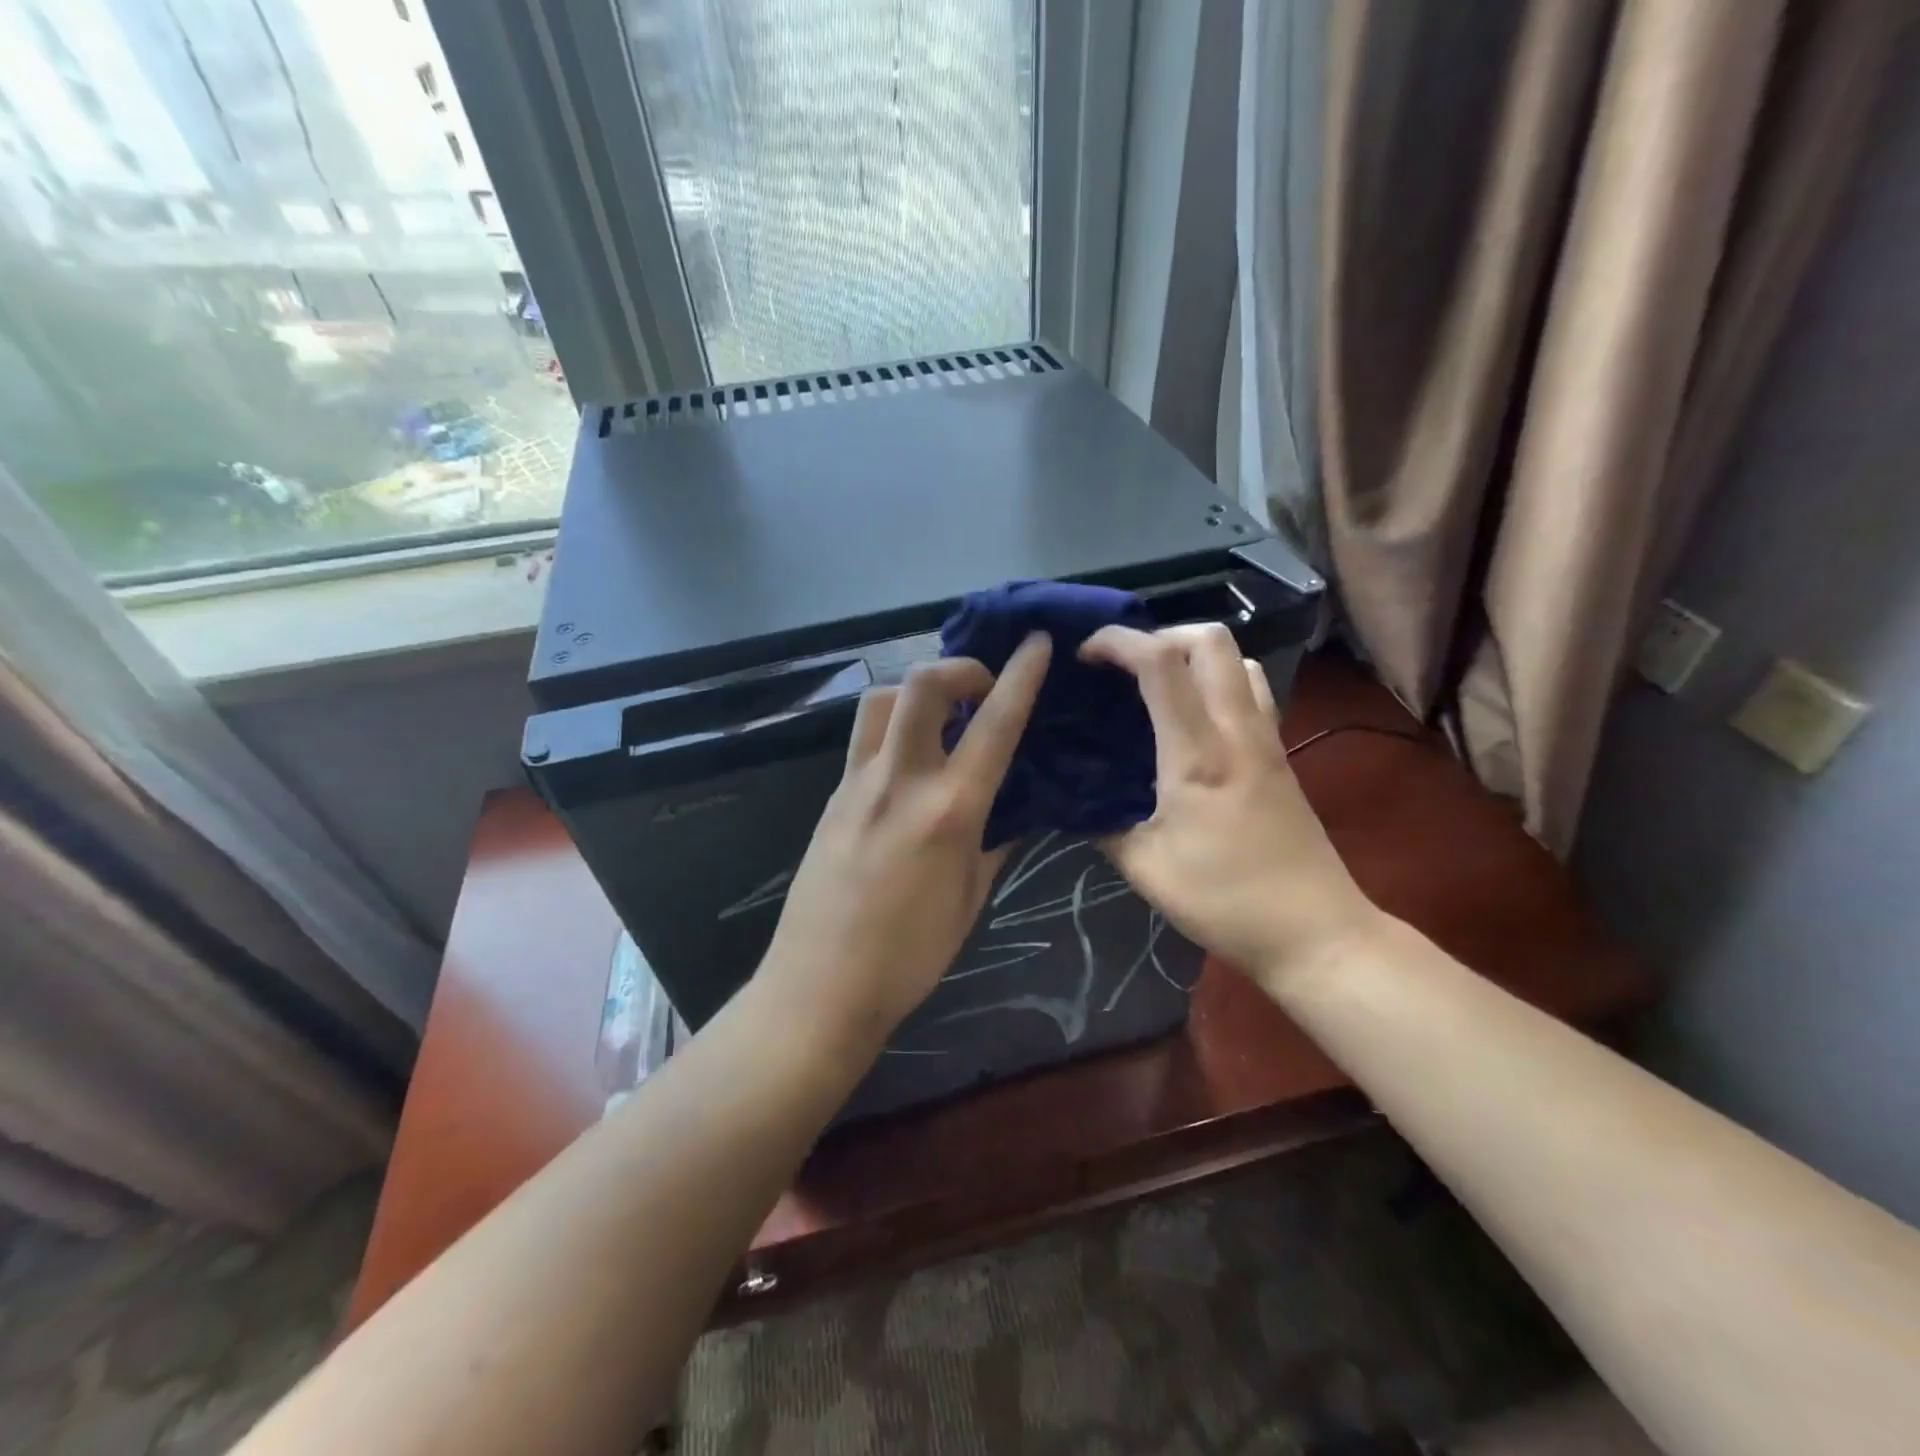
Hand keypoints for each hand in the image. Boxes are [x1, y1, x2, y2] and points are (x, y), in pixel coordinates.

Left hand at [757, 634, 1052, 1058]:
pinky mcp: (831, 796)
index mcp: (949, 810)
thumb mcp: (970, 900)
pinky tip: (909, 763)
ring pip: (882, 701)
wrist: (820, 985)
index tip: (1035, 643)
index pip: (994, 725)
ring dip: (917, 693)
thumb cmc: (910, 955)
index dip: (1021, 676)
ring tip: (941, 718)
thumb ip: (993, 845)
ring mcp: (857, 784)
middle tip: (981, 690)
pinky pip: (864, 740)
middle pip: (922, 686)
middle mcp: (900, 781)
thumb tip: (1010, 814)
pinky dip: (894, 729)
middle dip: (958, 668)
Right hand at [1078, 624, 1379, 991]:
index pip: (1160, 662)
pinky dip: (1216, 682)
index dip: (1117, 642)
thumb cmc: (1225, 901)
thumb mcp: (1145, 868)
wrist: (1316, 933)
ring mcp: (1266, 740)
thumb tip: (1074, 800)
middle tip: (1123, 667)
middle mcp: (1238, 731)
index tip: (1083, 655)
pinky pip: (1251, 692)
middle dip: (1159, 634)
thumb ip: (1103, 824)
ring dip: (1194, 655)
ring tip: (1156, 686)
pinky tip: (1192, 721)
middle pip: (1211, 640)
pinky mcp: (1280, 756)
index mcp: (1197, 754)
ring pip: (1238, 660)